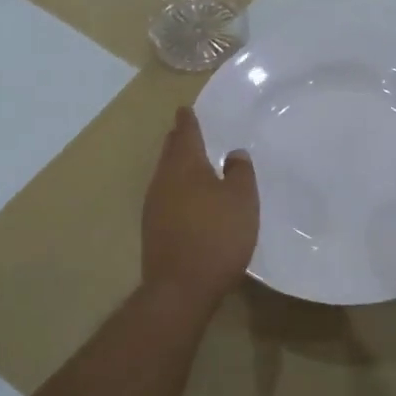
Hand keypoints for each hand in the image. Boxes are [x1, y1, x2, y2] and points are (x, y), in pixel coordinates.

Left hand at [141, 107, 258, 309]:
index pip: (186, 134)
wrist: (181, 287)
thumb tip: (234, 153)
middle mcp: (164, 181)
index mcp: (185, 166)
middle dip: (179, 140)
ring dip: (177, 165)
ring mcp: (154, 206)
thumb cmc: (217, 236)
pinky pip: (165, 196)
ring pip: (166, 175)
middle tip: (187, 130)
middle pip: (171, 153)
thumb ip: (240, 172)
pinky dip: (176, 189)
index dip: (188, 120)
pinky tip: (187, 198)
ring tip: (190, 161)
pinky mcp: (153, 229)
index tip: (186, 109)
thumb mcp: (242, 200)